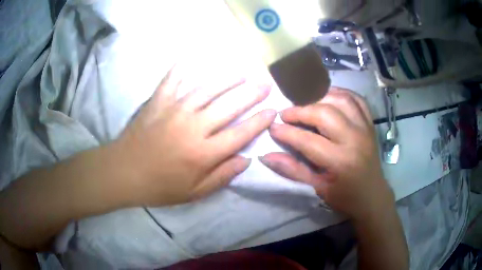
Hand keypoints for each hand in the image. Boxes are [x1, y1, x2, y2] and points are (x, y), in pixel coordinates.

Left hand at [113, 65, 276, 205]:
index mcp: (203, 153)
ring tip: (242, 72)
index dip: (260, 121)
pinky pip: (172, 80)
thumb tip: (246, 160)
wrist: (123, 172)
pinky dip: (181, 68)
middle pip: (229, 106)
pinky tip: (191, 57)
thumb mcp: (194, 193)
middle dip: (251, 94)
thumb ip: (221, 177)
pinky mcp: (157, 102)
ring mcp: (174, 110)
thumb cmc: (159, 186)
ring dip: (227, 79)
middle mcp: (193, 127)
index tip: (272, 110)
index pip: (240, 133)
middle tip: (265, 84)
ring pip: (207, 90)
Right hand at [259, 87, 393, 220]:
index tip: (273, 127)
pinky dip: (340, 93)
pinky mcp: (370, 123)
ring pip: (341, 99)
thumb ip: (292, 170)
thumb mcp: (317, 188)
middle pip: (325, 113)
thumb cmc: (344, 196)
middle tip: (286, 114)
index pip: (308, 140)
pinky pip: (356, 99)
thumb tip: (266, 156)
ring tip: (305, 103)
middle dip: (301, 110)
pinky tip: (328, 96)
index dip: (286, 132)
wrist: (372, 195)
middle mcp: (355, 139)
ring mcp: (365, 128)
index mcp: (341, 161)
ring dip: (319, 97)